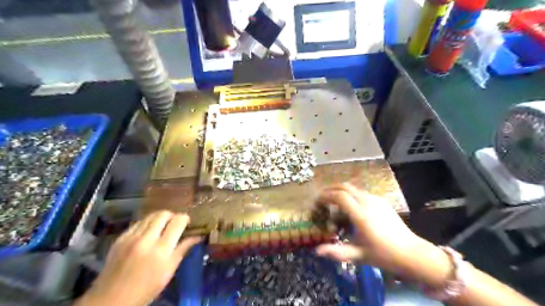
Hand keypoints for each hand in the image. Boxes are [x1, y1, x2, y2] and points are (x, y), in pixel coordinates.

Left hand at [77, 211, 201, 305]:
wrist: (111, 300)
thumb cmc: (147, 288)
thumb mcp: (169, 270)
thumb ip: (183, 249)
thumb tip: (198, 237)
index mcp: (162, 249)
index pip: (177, 222)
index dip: (185, 218)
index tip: (187, 222)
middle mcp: (146, 239)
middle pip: (163, 214)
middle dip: (172, 216)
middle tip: (175, 223)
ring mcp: (131, 237)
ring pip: (150, 216)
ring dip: (159, 218)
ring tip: (162, 226)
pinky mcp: (120, 239)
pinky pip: (137, 223)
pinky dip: (146, 224)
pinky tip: (147, 232)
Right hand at [316, 183, 420, 273]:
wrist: (411, 253)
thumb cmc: (383, 255)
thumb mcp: (358, 255)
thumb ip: (337, 252)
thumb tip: (317, 251)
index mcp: (361, 215)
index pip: (339, 196)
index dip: (326, 196)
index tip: (317, 201)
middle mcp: (367, 202)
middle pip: (345, 186)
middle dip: (331, 188)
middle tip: (322, 197)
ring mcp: (376, 200)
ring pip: (354, 188)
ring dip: (341, 190)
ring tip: (334, 201)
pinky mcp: (382, 201)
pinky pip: (362, 192)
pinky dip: (351, 194)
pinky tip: (350, 206)